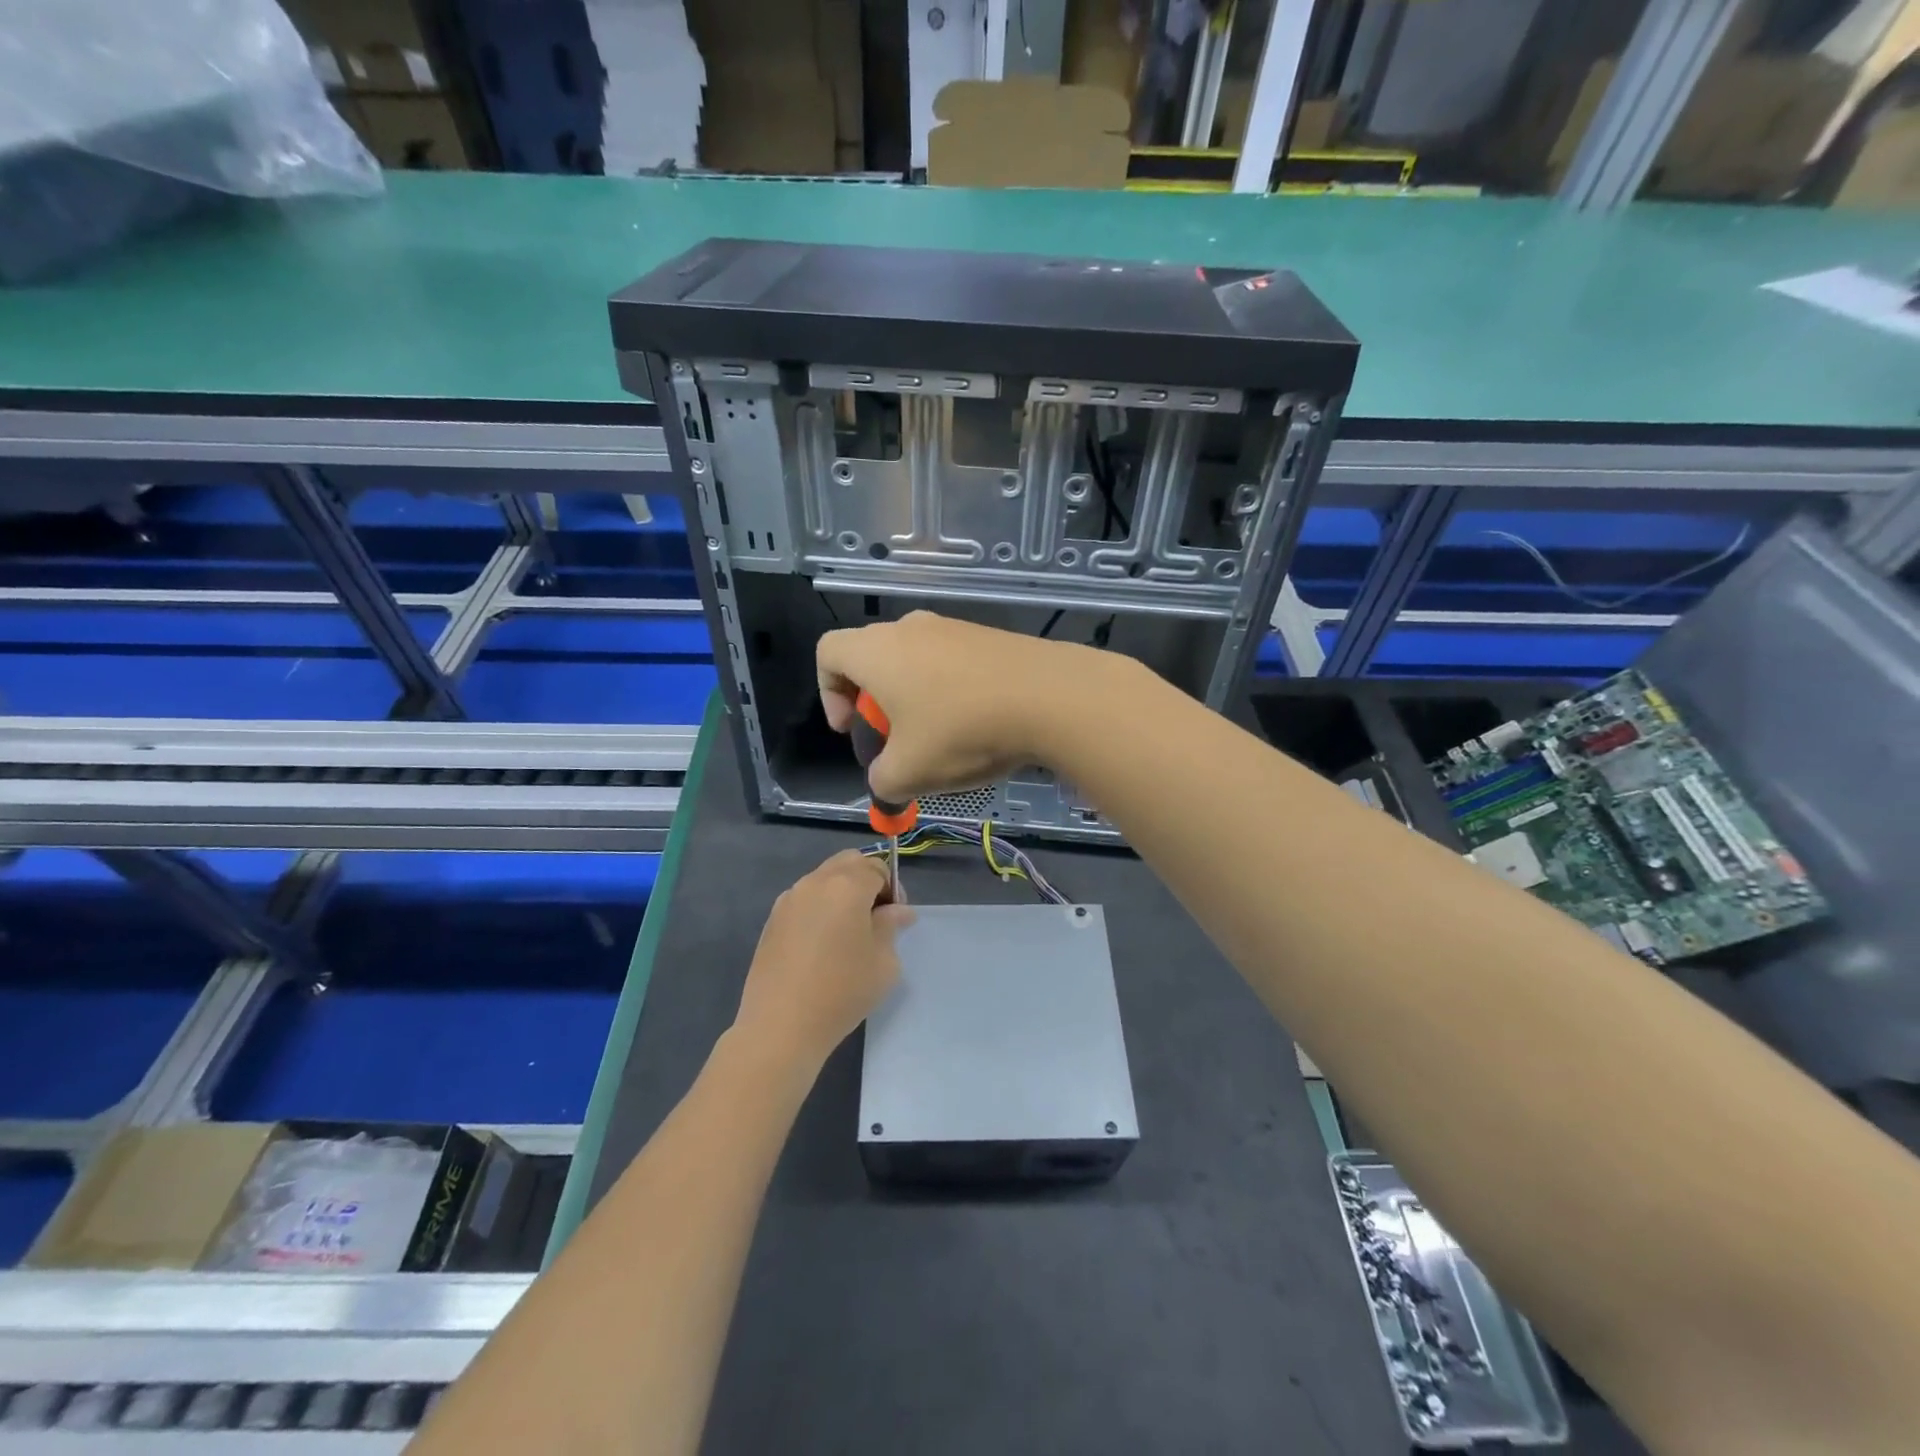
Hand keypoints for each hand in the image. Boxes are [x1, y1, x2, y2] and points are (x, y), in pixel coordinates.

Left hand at [733, 850, 912, 1071]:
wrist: (780, 1026)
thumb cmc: (842, 991)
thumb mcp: (883, 961)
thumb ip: (891, 926)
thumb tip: (897, 911)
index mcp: (847, 885)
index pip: (877, 867)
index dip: (893, 887)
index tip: (897, 917)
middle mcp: (815, 882)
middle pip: (848, 862)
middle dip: (867, 880)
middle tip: (876, 916)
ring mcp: (789, 899)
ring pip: (823, 879)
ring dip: (842, 893)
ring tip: (849, 932)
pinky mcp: (772, 920)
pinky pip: (804, 900)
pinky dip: (820, 908)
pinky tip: (823, 945)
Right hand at [816, 611, 1118, 803]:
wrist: (1050, 696)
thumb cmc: (962, 730)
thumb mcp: (909, 772)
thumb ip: (882, 782)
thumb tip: (884, 786)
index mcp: (876, 650)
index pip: (827, 652)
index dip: (828, 693)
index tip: (853, 729)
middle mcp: (910, 628)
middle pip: (872, 658)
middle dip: (874, 704)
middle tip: (895, 741)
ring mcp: (953, 627)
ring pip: (914, 661)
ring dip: (915, 700)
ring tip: (940, 739)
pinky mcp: (988, 636)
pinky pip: (951, 662)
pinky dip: (949, 691)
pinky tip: (977, 725)